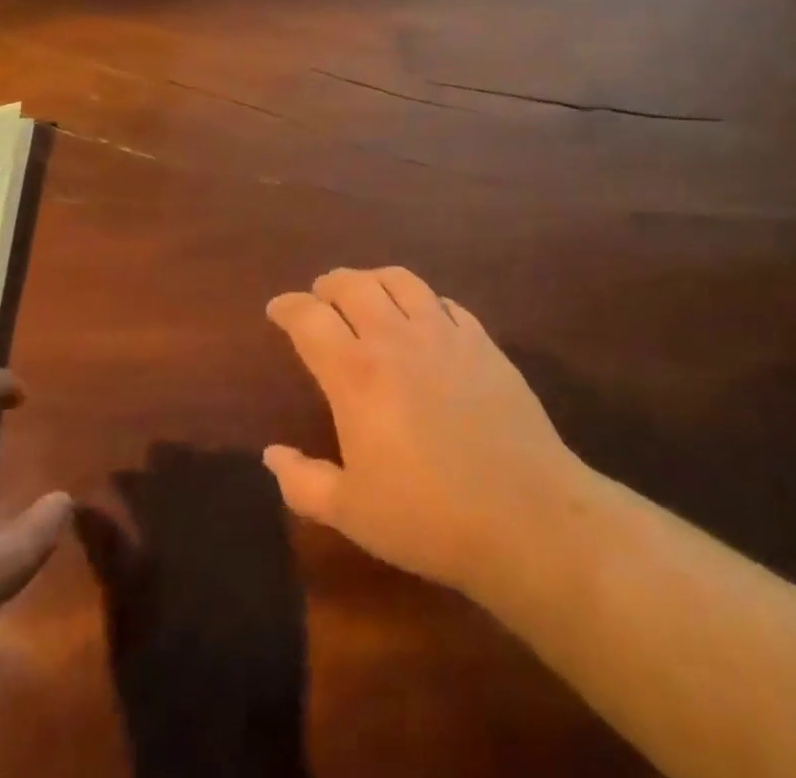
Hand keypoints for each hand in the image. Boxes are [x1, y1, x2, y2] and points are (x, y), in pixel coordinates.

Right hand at [263, 269, 588, 599]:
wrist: (524, 515)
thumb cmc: (427, 518)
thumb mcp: (351, 513)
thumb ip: (302, 482)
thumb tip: (271, 454)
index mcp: (355, 374)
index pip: (309, 319)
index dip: (287, 307)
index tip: (277, 309)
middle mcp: (395, 338)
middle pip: (353, 285)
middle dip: (329, 285)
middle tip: (320, 296)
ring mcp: (443, 333)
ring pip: (400, 280)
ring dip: (374, 279)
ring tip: (366, 291)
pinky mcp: (481, 341)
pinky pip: (445, 302)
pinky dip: (423, 300)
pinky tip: (423, 316)